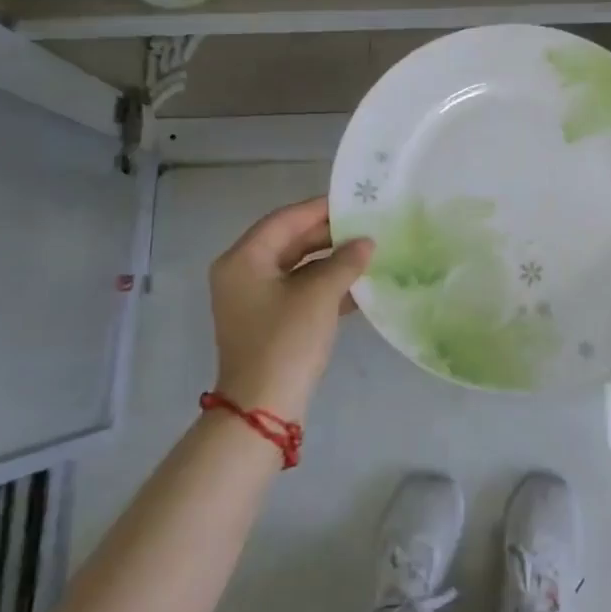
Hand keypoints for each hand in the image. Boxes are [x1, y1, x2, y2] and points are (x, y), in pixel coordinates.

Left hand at [208, 197, 373, 421]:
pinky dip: (325, 286)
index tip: (354, 201)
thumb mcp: (319, 295)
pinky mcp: (268, 321)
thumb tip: (367, 242)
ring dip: (331, 262)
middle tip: (366, 226)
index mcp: (243, 260)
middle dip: (329, 236)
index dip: (320, 209)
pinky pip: (298, 291)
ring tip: (368, 253)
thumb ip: (345, 261)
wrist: (263, 410)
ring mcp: (254, 300)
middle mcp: (242, 274)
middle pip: (289, 242)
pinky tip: (358, 287)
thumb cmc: (286, 341)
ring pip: (297, 267)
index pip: (285, 220)